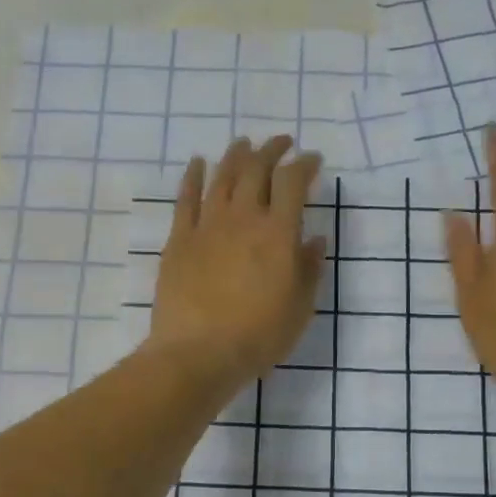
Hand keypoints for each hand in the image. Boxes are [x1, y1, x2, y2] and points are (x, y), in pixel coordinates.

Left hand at [147, 136, 325, 392]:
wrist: (198, 353)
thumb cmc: (258, 336)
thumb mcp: (299, 308)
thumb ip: (309, 269)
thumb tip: (315, 240)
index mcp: (278, 233)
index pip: (293, 182)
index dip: (305, 164)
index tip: (313, 159)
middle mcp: (243, 218)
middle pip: (257, 169)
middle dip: (272, 150)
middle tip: (281, 143)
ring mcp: (207, 226)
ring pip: (222, 176)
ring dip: (236, 155)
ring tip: (244, 144)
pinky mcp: (179, 239)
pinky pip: (186, 198)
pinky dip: (193, 176)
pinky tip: (198, 163)